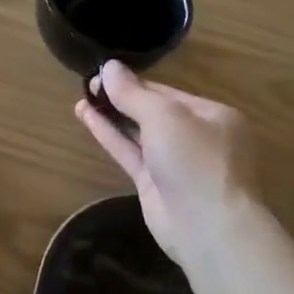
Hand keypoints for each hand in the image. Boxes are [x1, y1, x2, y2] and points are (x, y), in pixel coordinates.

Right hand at [76, 60, 262, 273]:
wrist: (207, 227)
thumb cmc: (195, 160)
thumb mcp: (164, 117)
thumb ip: (133, 93)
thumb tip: (109, 67)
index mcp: (212, 115)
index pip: (167, 92)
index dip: (134, 82)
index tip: (102, 74)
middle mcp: (196, 136)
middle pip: (152, 111)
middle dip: (121, 98)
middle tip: (88, 85)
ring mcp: (175, 162)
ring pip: (138, 133)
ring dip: (111, 116)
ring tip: (82, 99)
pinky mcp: (155, 183)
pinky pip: (130, 152)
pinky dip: (109, 135)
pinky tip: (86, 118)